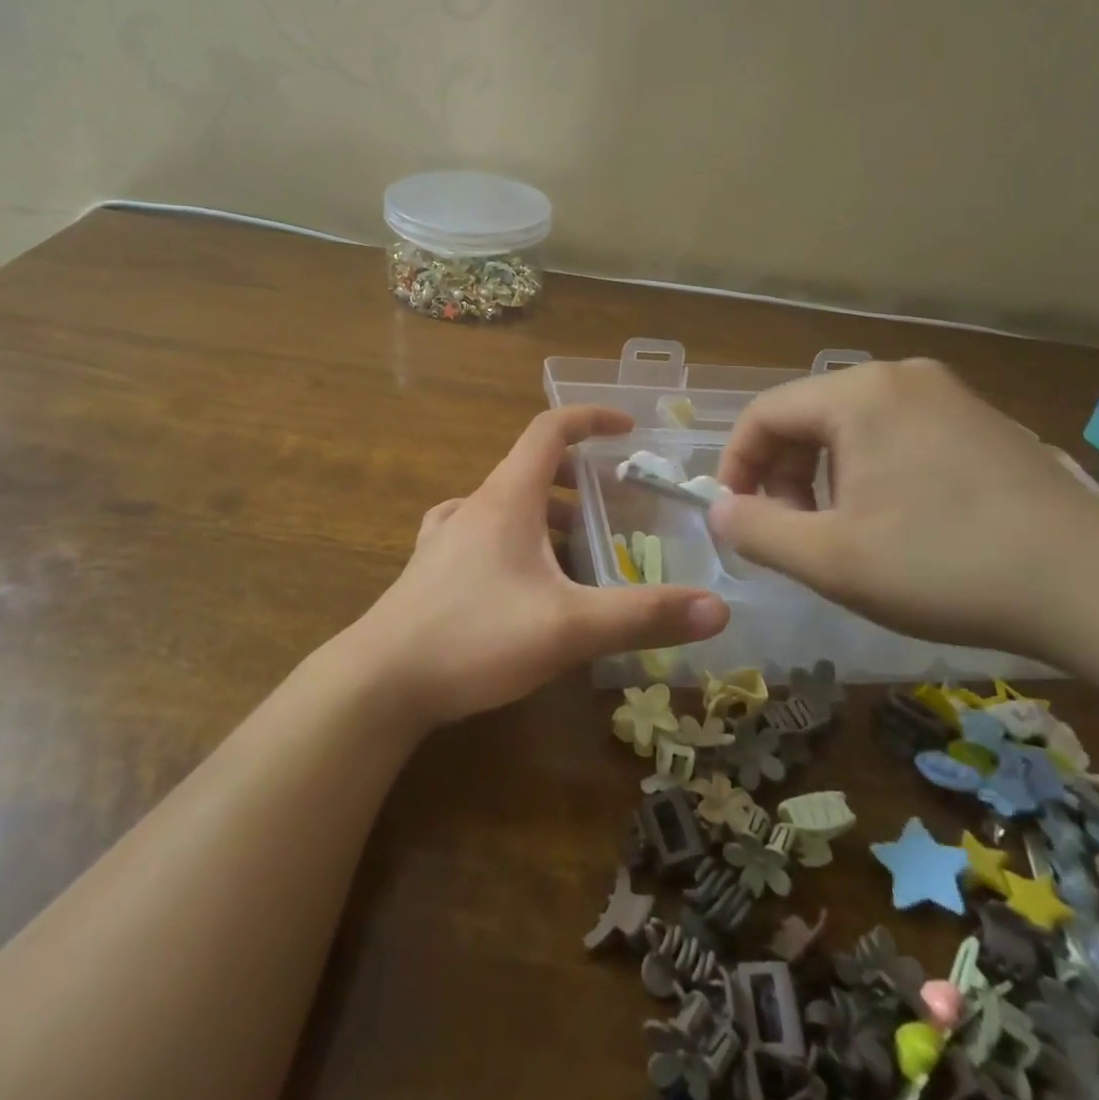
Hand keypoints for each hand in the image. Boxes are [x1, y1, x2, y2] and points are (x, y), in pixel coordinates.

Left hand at [356, 406, 728, 726]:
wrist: (380, 681)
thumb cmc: (475, 638)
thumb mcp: (569, 627)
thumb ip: (643, 615)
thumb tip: (719, 608)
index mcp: (507, 498)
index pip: (550, 429)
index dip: (591, 418)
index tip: (628, 429)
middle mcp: (474, 505)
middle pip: (531, 468)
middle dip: (578, 478)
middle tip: (615, 505)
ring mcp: (445, 536)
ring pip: (505, 504)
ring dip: (546, 513)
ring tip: (579, 548)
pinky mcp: (430, 569)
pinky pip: (479, 533)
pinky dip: (511, 538)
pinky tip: (519, 572)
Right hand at [708, 359, 1098, 692]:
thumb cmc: (946, 567)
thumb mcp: (831, 560)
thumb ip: (756, 530)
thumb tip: (719, 508)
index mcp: (859, 395)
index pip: (764, 414)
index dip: (736, 465)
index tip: (735, 517)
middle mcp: (902, 378)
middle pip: (807, 417)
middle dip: (781, 474)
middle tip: (788, 532)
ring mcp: (949, 396)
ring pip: (851, 428)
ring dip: (822, 477)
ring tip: (837, 533)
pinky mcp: (982, 423)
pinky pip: (897, 435)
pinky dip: (868, 473)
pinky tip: (891, 523)